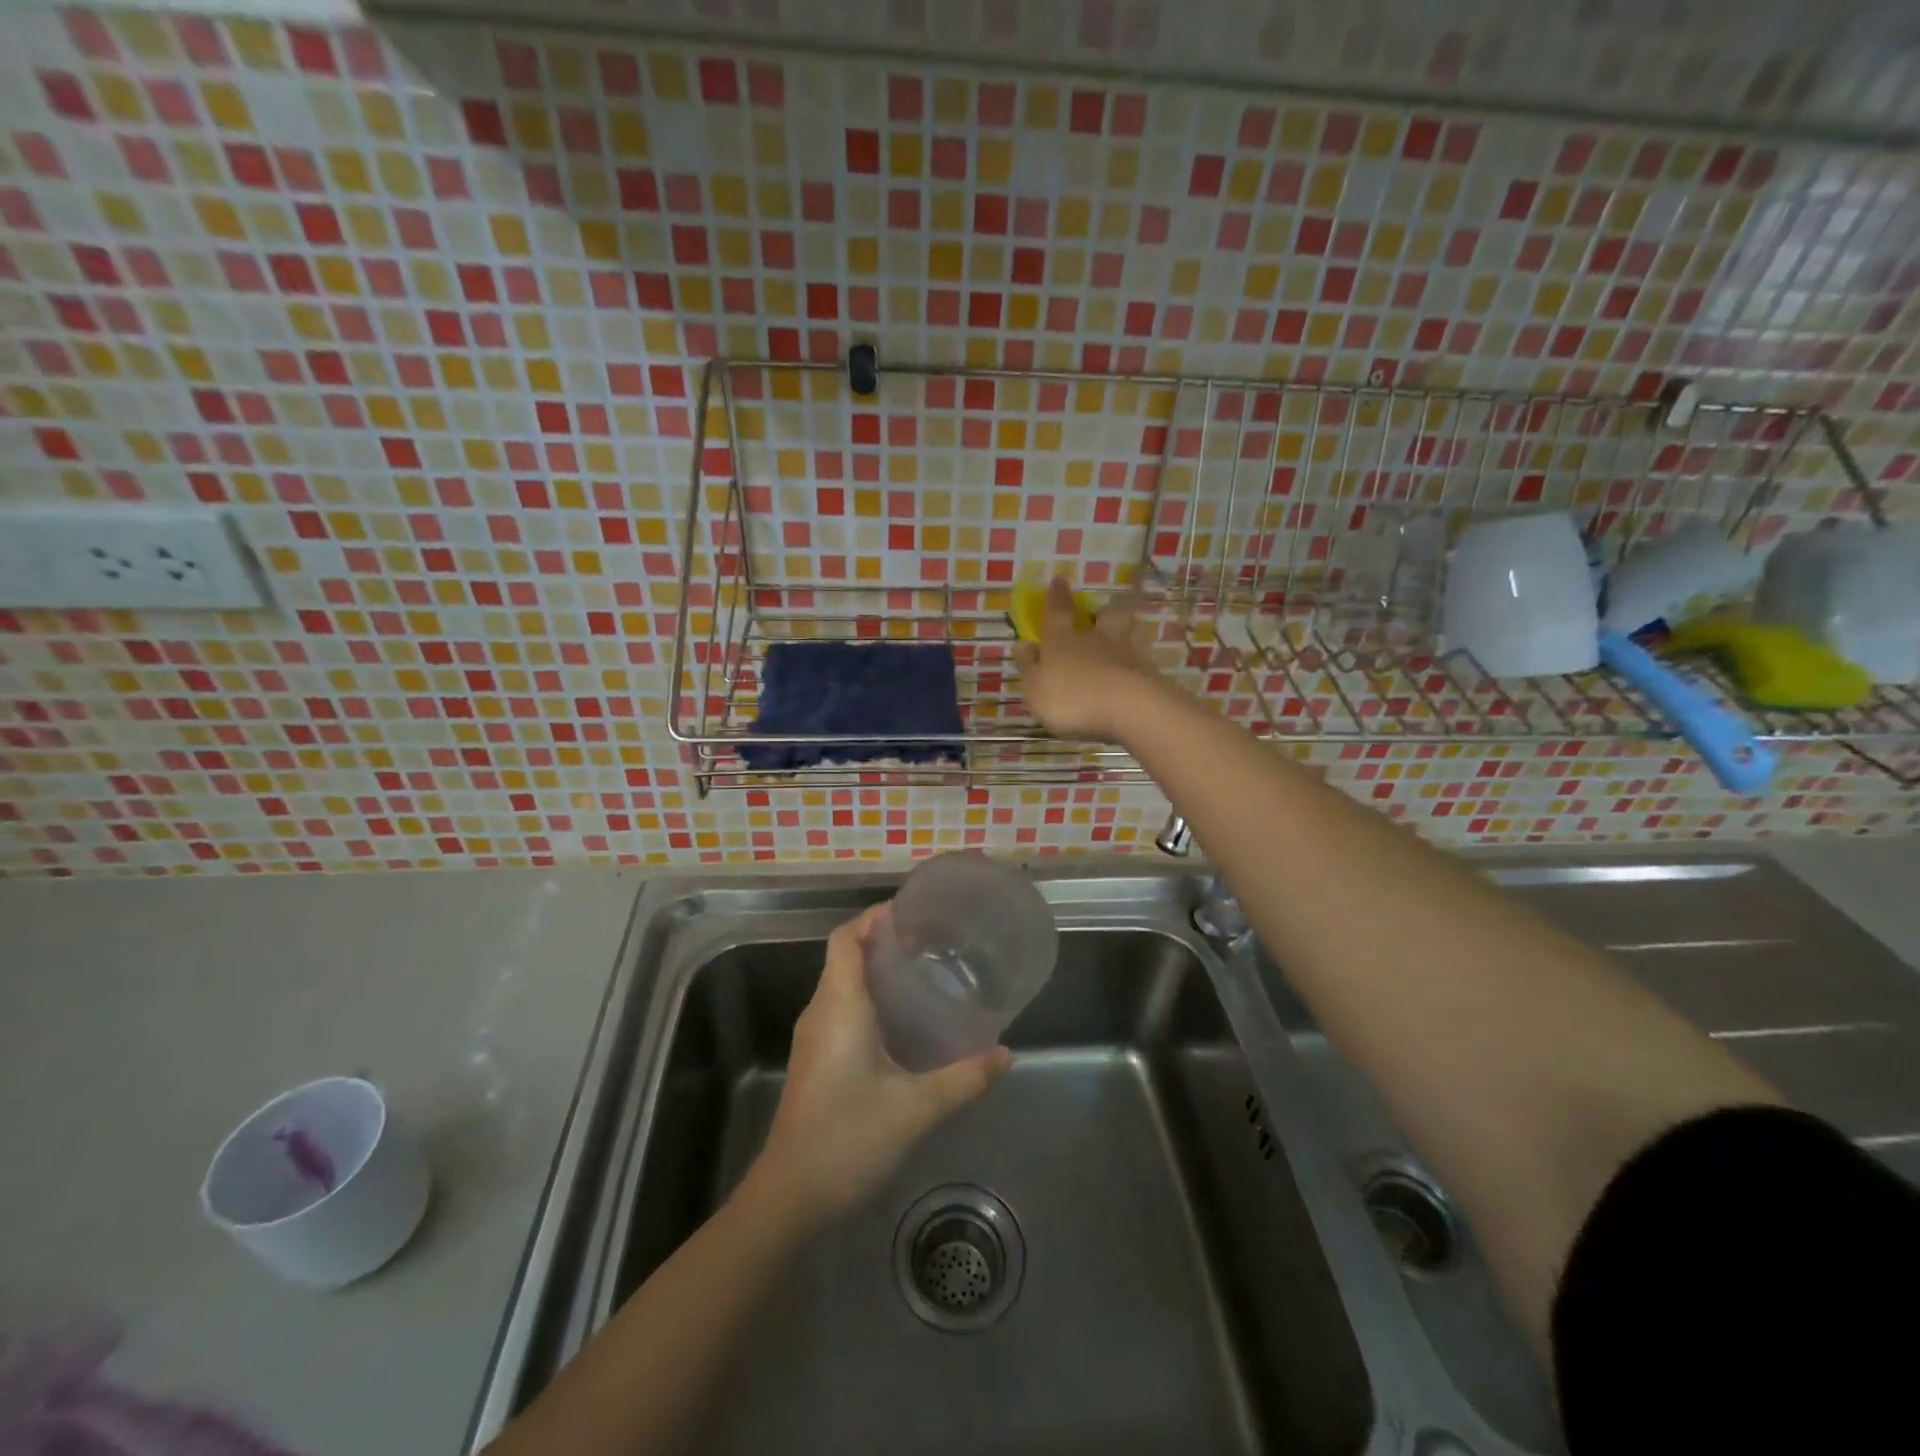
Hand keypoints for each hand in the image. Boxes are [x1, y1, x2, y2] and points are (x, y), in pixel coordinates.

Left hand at [753, 903, 1010, 1222]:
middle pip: (845, 955)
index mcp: (839, 1005)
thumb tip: (1006, 1054)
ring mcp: (813, 1037)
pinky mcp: (815, 1060)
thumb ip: (964, 1078)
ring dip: (875, 969)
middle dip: (882, 939)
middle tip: (930, 942)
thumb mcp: (916, 1108)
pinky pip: (841, 1008)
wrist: (790, 1196)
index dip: (873, 917)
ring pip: (841, 982)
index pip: (845, 938)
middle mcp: (821, 1011)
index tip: (912, 912)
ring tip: (922, 972)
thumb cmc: (848, 1138)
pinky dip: (868, 997)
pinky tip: (901, 1021)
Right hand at [1013, 577, 1161, 740]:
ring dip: (1128, 628)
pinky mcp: (1150, 673)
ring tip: (1129, 631)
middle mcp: (1096, 639)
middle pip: (1104, 616)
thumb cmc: (1071, 697)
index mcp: (1062, 640)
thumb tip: (1022, 644)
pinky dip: (1142, 658)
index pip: (1057, 612)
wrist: (1127, 708)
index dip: (1056, 596)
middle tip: (1104, 610)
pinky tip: (1141, 665)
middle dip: (1103, 611)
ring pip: (1129, 631)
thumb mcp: (1036, 687)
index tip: (1059, 580)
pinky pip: (1145, 658)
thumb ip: (1029, 666)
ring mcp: (1127, 653)